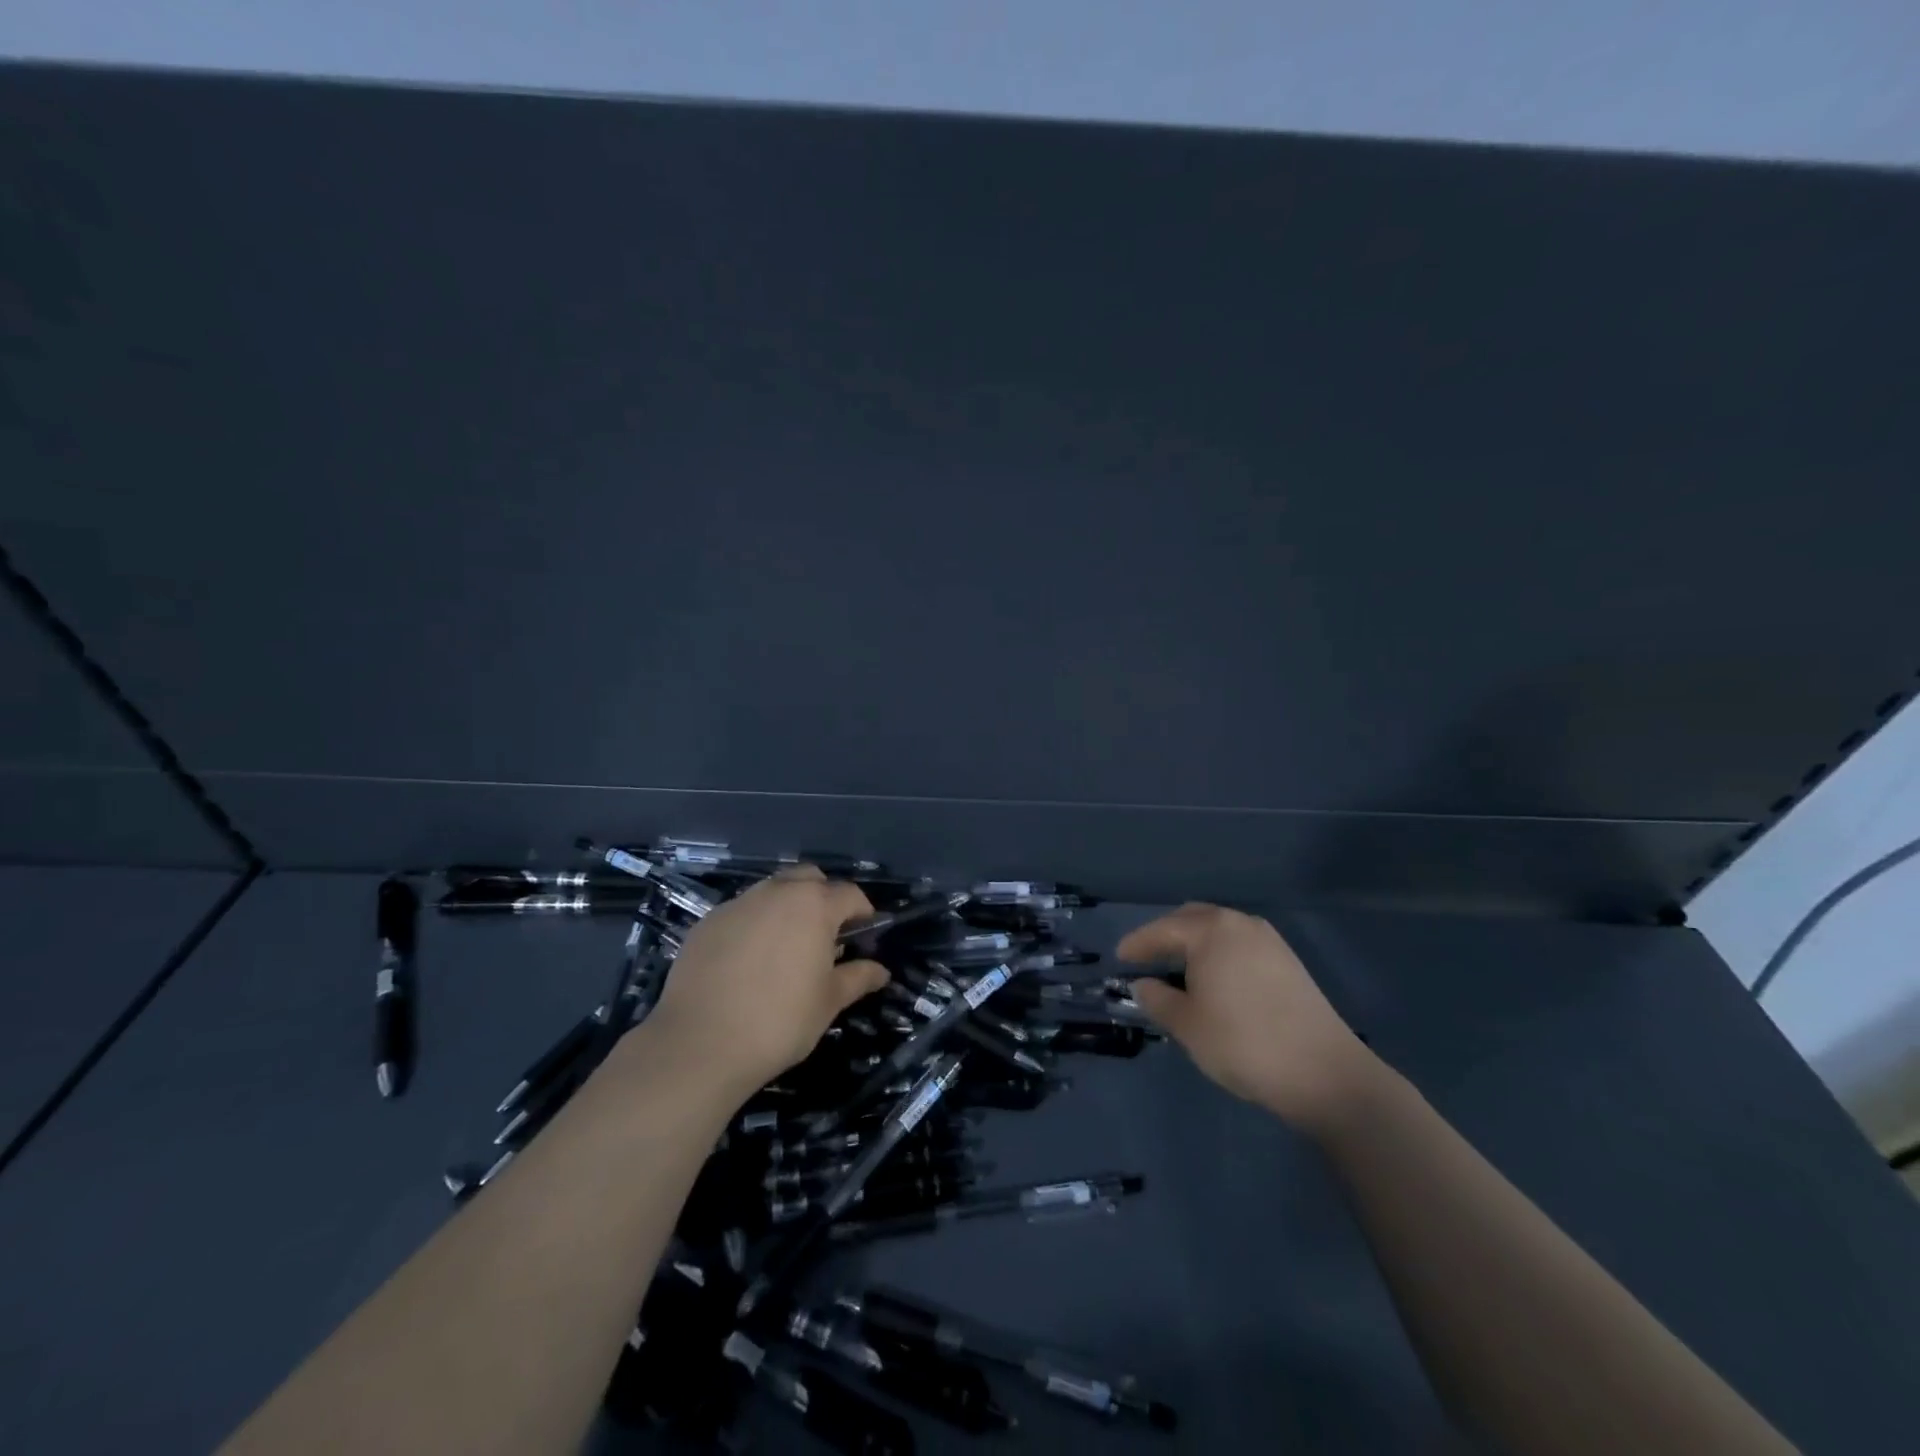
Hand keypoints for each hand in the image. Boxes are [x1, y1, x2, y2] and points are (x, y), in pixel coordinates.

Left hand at [643, 866, 889, 1097]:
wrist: (699, 1044)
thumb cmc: (780, 1020)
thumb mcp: (829, 1001)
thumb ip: (858, 978)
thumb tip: (881, 970)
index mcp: (814, 905)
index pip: (850, 894)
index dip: (863, 915)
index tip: (864, 941)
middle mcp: (777, 892)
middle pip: (810, 879)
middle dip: (824, 898)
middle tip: (825, 937)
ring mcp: (738, 903)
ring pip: (772, 890)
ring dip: (787, 908)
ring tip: (786, 949)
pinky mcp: (707, 921)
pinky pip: (741, 912)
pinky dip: (754, 925)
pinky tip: (748, 962)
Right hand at [1119, 903, 1378, 1133]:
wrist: (1324, 1073)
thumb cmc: (1243, 1043)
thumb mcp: (1187, 1025)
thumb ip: (1157, 999)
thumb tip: (1143, 984)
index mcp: (1210, 930)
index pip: (1162, 929)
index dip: (1138, 943)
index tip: (1120, 958)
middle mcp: (1239, 923)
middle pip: (1192, 919)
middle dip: (1167, 935)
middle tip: (1147, 959)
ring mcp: (1269, 940)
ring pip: (1219, 930)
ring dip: (1195, 944)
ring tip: (1179, 971)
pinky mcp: (1288, 961)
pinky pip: (1240, 944)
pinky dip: (1219, 954)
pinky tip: (1215, 981)